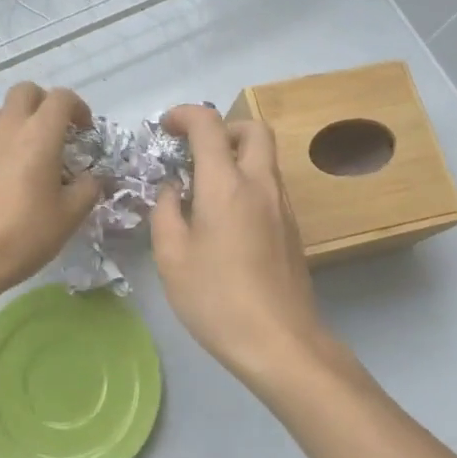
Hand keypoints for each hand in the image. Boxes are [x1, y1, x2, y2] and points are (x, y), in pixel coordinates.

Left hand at [0, 83, 101, 301]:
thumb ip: (87, 189)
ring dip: (18, 124)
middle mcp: (6, 128)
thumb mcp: (69, 216)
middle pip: (25, 91)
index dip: (78, 107)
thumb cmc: (23, 234)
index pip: (61, 98)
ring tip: (28, 156)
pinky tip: (2, 181)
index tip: (84, 130)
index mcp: (38, 135)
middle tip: (55, 132)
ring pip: (0, 114)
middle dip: (44, 103)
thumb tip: (93, 178)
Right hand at [151, 105, 330, 389]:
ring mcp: (282, 206)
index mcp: (227, 185)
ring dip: (236, 155)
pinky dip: (246, 180)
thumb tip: (173, 188)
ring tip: (203, 186)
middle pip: (253, 128)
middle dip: (222, 127)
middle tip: (195, 150)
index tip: (165, 127)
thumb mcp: (172, 257)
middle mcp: (260, 184)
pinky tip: (224, 217)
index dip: (184, 115)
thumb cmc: (217, 299)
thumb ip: (166, 211)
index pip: (209, 125)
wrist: (280, 343)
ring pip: (265, 157)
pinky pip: (269, 184)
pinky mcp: (292, 228)